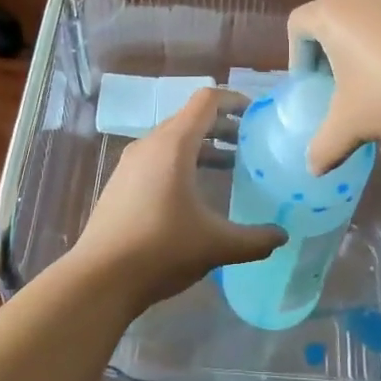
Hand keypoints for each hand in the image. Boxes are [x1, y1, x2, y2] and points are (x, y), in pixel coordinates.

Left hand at [72, 87, 285, 308]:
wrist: (98, 279)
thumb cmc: (161, 250)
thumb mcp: (216, 245)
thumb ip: (254, 239)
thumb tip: (282, 235)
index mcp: (173, 144)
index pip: (206, 101)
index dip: (234, 101)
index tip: (256, 114)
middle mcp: (150, 144)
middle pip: (190, 119)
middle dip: (222, 126)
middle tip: (250, 143)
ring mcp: (131, 164)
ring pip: (172, 140)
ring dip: (202, 147)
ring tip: (230, 166)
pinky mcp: (121, 184)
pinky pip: (158, 159)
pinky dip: (182, 162)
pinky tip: (195, 193)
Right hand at [287, 0, 380, 173]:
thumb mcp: (351, 125)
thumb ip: (324, 145)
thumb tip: (312, 168)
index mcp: (331, 12)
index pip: (297, 25)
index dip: (296, 57)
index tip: (311, 86)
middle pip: (330, 18)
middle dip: (328, 52)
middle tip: (337, 86)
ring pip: (364, 19)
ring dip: (360, 48)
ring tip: (373, 84)